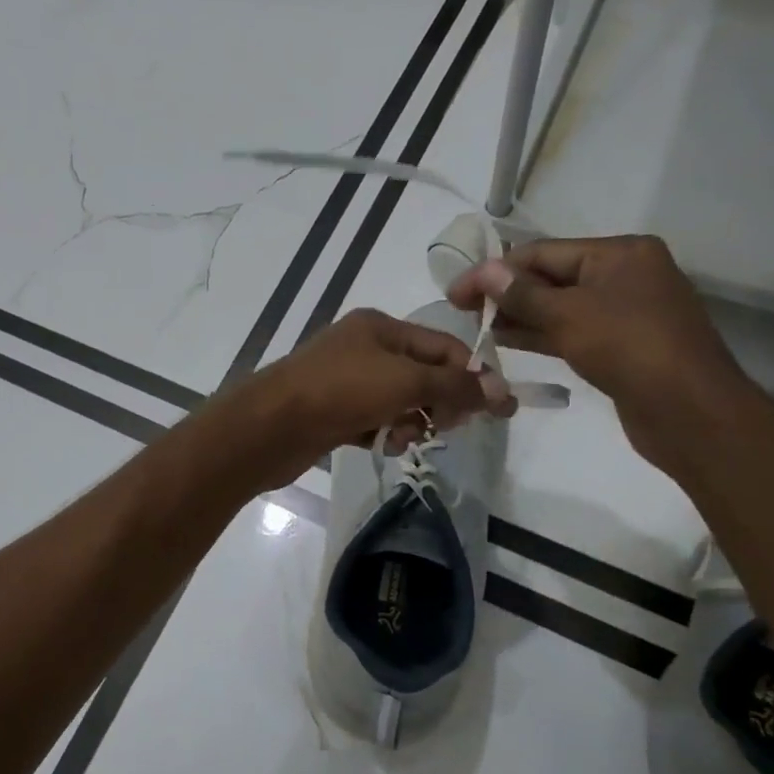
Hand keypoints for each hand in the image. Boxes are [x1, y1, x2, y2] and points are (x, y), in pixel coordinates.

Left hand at [230, 308, 514, 488]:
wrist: (270, 426)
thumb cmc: (341, 391)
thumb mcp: (405, 381)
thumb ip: (454, 385)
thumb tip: (503, 391)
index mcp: (380, 327)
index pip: (442, 345)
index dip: (472, 374)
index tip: (497, 410)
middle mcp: (364, 348)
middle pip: (422, 374)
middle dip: (438, 401)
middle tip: (441, 427)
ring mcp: (346, 381)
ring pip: (399, 402)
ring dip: (410, 422)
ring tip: (400, 438)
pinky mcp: (334, 413)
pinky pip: (375, 421)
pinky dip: (383, 433)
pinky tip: (379, 445)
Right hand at [448, 235, 753, 473]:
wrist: (689, 411)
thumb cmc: (629, 348)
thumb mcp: (569, 315)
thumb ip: (521, 294)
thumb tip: (483, 271)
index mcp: (620, 253)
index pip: (543, 252)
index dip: (496, 270)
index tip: (456, 291)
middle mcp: (624, 275)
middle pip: (552, 277)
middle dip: (507, 293)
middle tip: (462, 311)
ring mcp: (625, 312)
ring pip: (560, 307)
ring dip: (519, 316)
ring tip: (477, 327)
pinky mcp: (621, 345)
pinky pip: (572, 331)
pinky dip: (540, 334)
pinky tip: (506, 341)